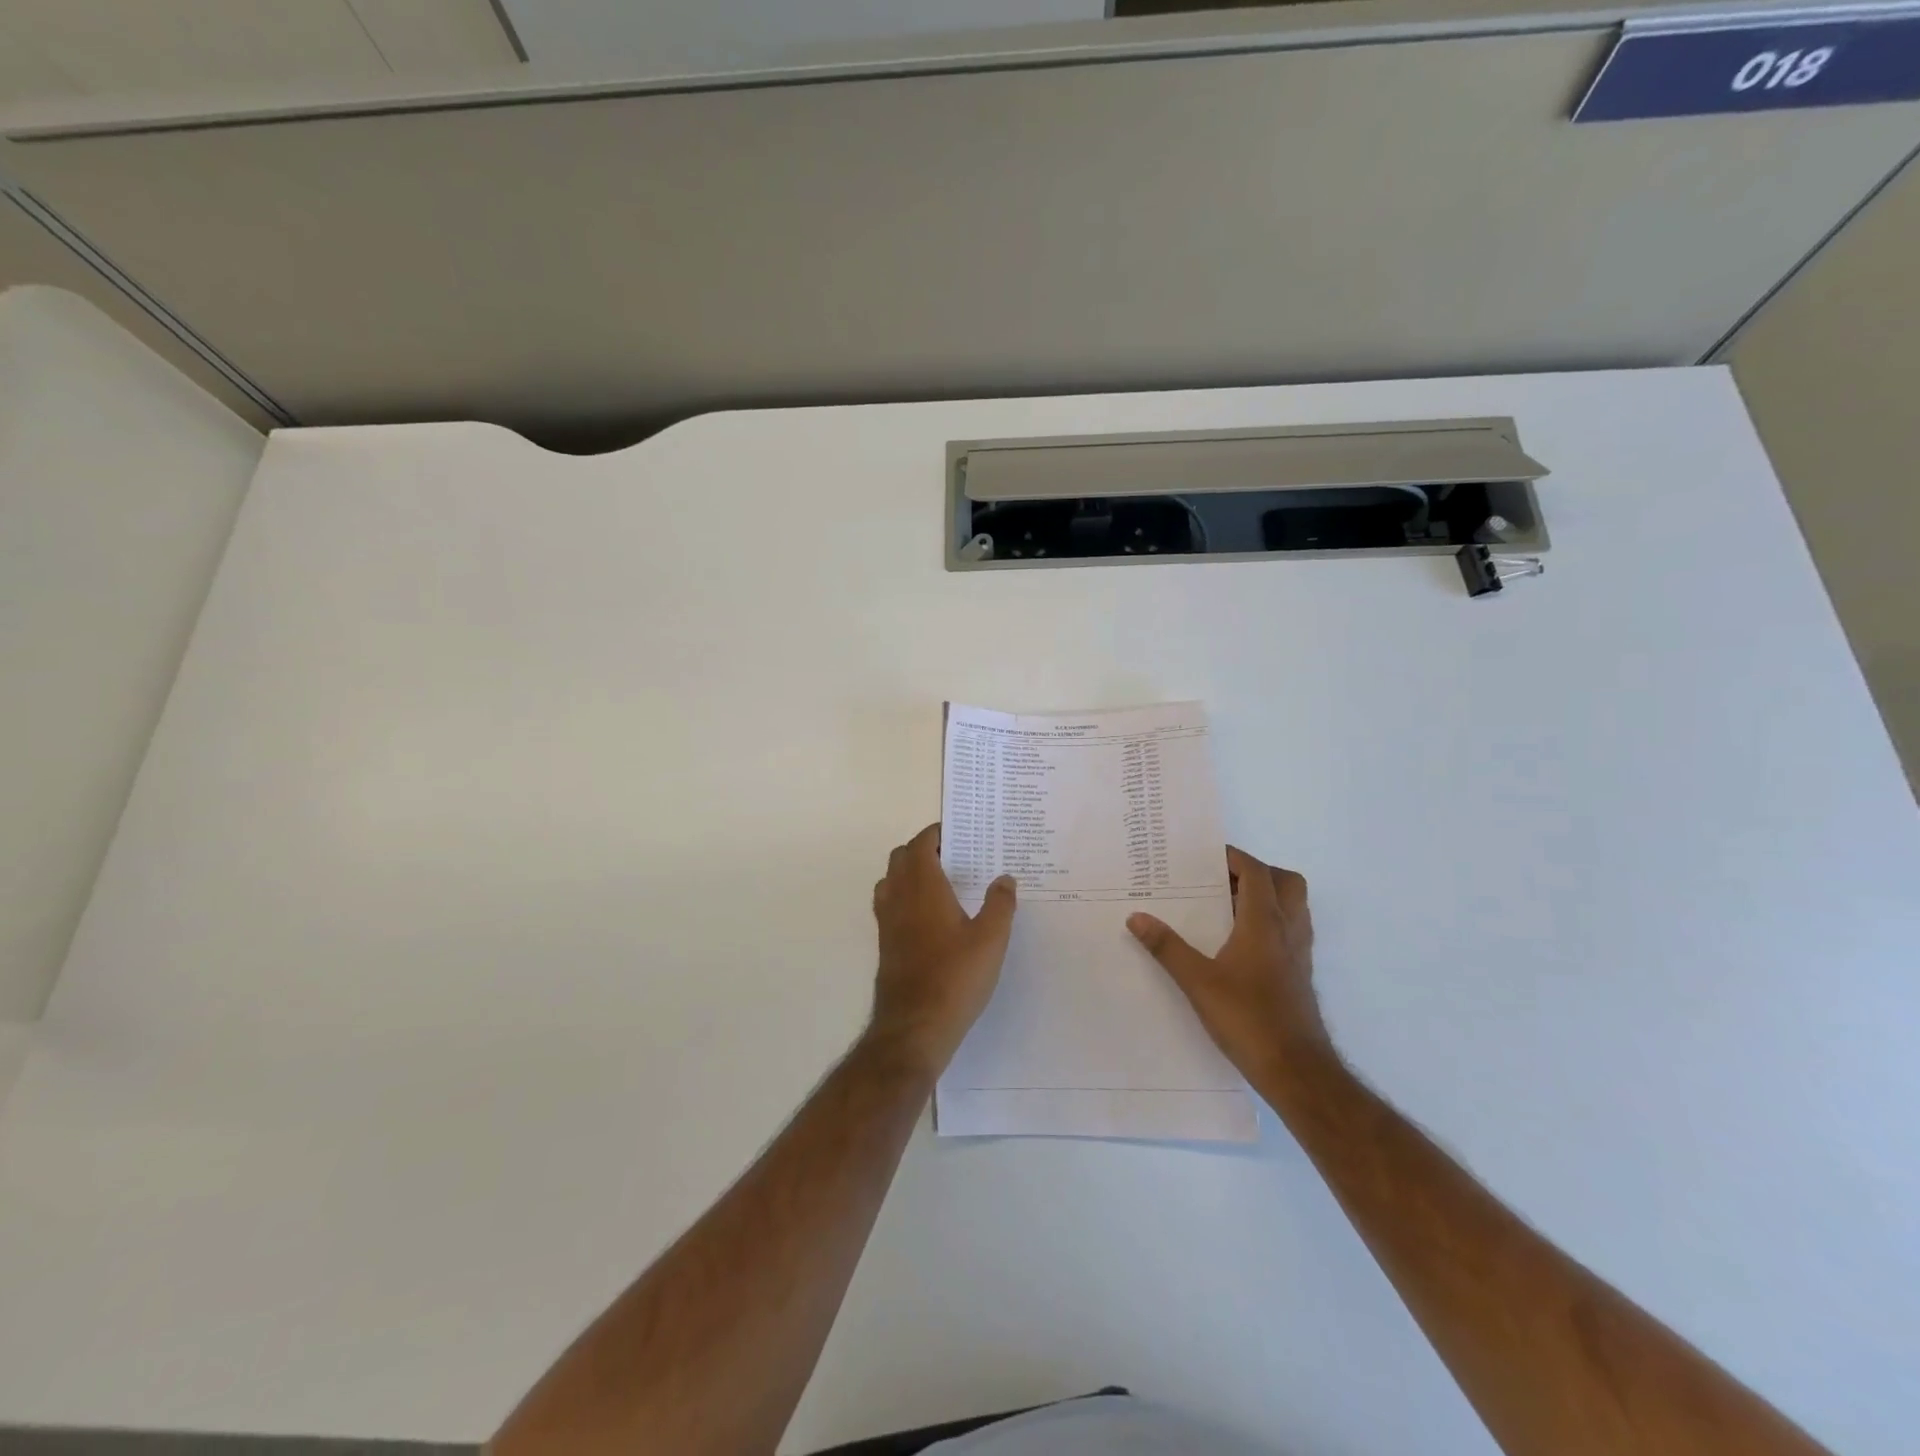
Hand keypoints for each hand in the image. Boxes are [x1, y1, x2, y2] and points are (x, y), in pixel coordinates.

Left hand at [870, 823, 1017, 1073]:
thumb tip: (1005, 878)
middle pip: (900, 858)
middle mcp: (899, 898)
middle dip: (922, 849)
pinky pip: (890, 905)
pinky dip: (904, 896)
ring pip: (891, 881)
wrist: (914, 1026)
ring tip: (940, 882)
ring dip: (909, 872)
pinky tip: (930, 917)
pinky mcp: (886, 944)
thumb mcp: (991, 939)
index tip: (957, 833)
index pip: (920, 845)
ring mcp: (887, 922)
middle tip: (953, 855)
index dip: (935, 834)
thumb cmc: (955, 977)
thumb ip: (1000, 904)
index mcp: (923, 887)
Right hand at [1127, 846, 1328, 1078]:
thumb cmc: (1248, 1018)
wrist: (1296, 1070)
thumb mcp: (1198, 982)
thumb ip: (1166, 947)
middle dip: (1257, 872)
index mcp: (1265, 923)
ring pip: (1292, 907)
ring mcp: (1298, 954)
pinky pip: (1289, 931)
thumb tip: (1136, 917)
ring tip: (1226, 907)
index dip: (1234, 858)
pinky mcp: (1299, 975)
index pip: (1257, 872)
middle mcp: (1288, 931)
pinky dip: (1269, 922)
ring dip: (1266, 896)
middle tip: (1222, 880)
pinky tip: (1239, 943)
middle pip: (1285, 882)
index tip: (1205, 856)